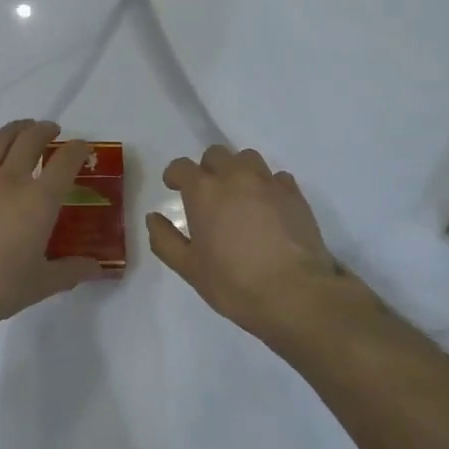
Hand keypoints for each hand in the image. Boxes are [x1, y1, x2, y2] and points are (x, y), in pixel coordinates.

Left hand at [0, 120, 105, 332]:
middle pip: (31, 138)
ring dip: (18, 129)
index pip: (65, 161)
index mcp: (39, 200)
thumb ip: (70, 272)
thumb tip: (95, 268)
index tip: (83, 149)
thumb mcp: (40, 284)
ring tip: (24, 131)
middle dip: (46, 129)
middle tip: (53, 131)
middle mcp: (11, 180)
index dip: (78, 149)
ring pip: (1, 140)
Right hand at [147, 145, 343, 340]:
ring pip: (248, 158)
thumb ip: (164, 240)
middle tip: (208, 193)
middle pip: (216, 154)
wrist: (295, 293)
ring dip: (238, 170)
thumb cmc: (234, 283)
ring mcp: (268, 182)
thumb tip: (153, 217)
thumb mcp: (189, 268)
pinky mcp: (294, 194)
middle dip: (207, 168)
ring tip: (239, 195)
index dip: (174, 175)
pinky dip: (267, 185)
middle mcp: (235, 176)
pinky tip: (269, 208)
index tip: (174, 187)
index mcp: (204, 191)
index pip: (181, 166)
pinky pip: (276, 177)